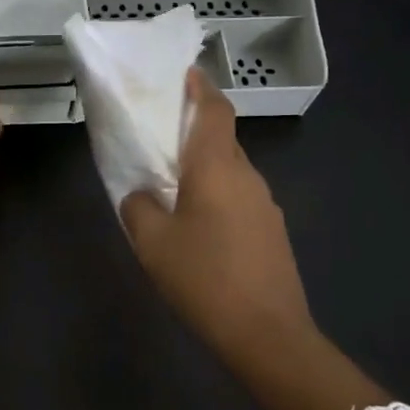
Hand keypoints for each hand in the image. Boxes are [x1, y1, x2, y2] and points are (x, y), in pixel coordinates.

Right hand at [120, 69, 314, 353]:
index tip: (184, 74)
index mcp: (217, 168)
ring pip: (231, 170)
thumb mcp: (152, 243)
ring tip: (173, 185)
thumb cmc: (204, 279)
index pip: (215, 110)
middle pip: (222, 139)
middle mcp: (247, 176)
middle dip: (195, 130)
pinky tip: (198, 224)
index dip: (200, 88)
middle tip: (161, 136)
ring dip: (205, 167)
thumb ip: (138, 207)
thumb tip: (140, 193)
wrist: (268, 335)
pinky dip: (217, 194)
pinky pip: (239, 197)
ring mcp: (265, 205)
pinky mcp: (272, 231)